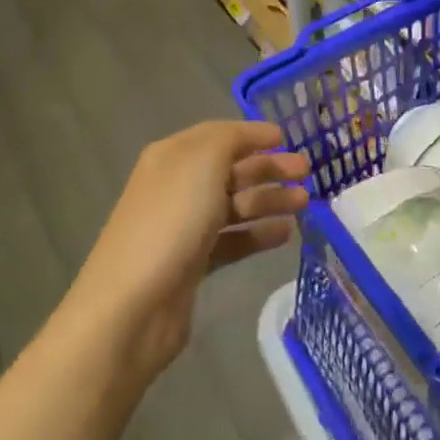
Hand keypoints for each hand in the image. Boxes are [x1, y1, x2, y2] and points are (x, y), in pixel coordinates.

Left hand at [67, 121, 308, 379]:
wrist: (132, 306)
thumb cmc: (171, 220)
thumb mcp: (203, 161)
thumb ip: (231, 139)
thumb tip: (253, 136)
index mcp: (173, 156)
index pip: (219, 134)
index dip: (253, 134)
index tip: (288, 138)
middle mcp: (177, 186)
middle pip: (230, 169)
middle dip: (268, 168)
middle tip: (307, 173)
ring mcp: (183, 226)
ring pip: (234, 205)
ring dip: (269, 200)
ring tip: (304, 203)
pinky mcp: (192, 263)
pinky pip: (232, 240)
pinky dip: (257, 234)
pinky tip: (285, 234)